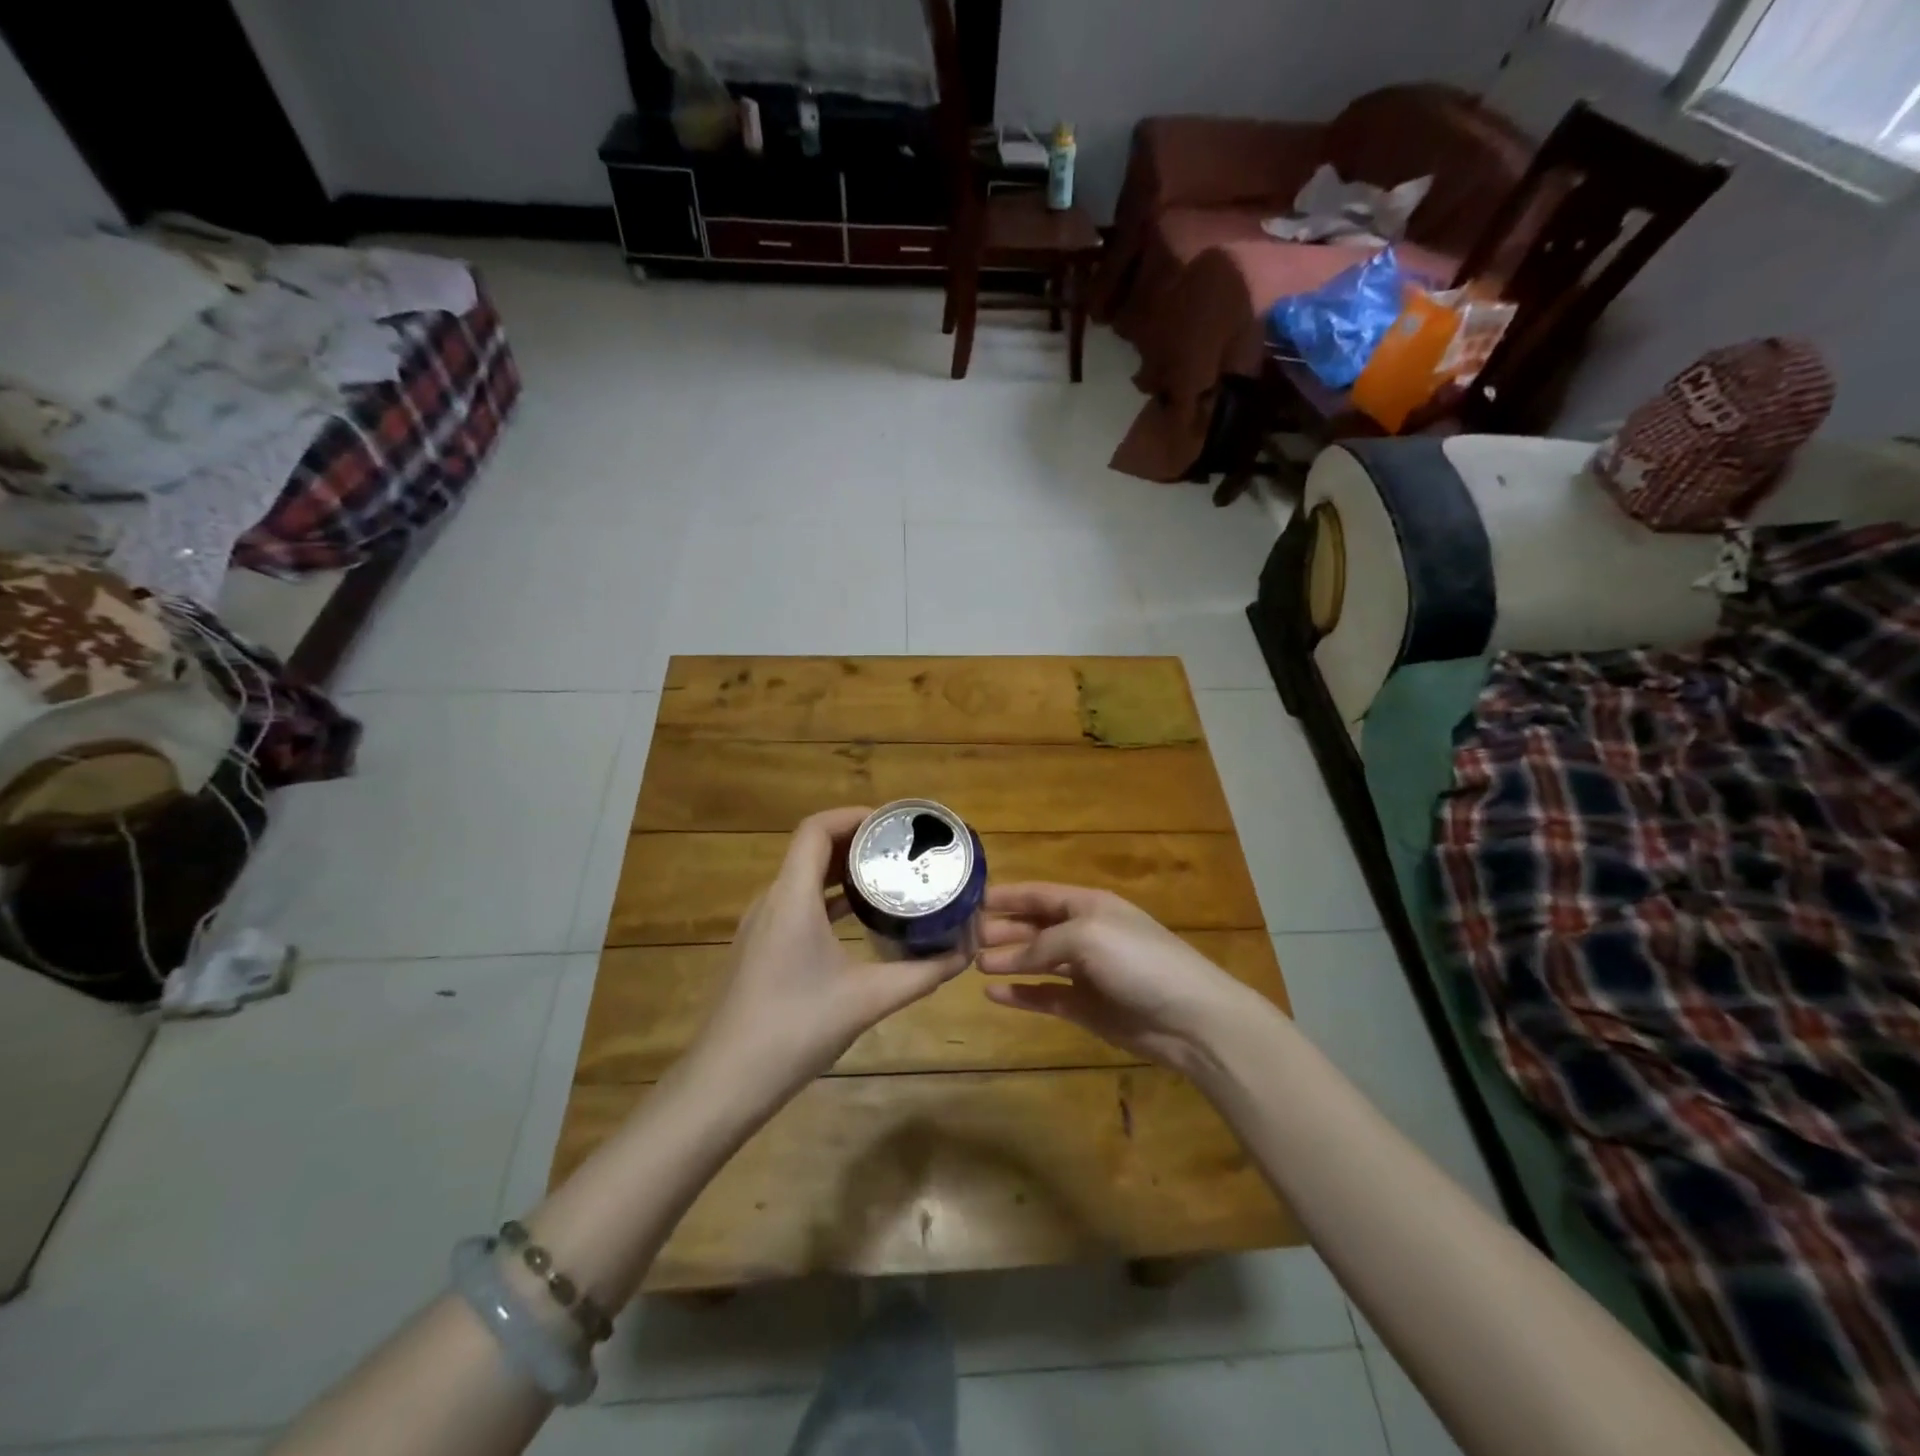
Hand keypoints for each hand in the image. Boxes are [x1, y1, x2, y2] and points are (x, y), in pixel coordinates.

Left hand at [688, 807, 969, 1100]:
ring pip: (803, 877)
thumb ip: (920, 974)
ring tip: (886, 876)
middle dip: (856, 842)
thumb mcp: (868, 1000)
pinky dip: (827, 899)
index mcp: (792, 897)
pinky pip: (796, 904)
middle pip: (812, 848)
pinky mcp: (759, 949)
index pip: (817, 829)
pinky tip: (858, 919)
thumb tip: (963, 955)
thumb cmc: (796, 1029)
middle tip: (901, 850)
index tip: (894, 825)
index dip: (854, 816)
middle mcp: (772, 900)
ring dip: (841, 871)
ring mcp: (760, 925)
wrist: (725, 1082)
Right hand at [976, 883, 1268, 1076]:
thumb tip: (1003, 959)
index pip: (1039, 894)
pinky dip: (1021, 994)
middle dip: (1002, 929)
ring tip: (974, 964)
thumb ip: (1041, 943)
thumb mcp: (1087, 937)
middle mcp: (1084, 934)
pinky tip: (994, 994)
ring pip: (1037, 962)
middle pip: (1034, 926)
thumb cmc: (1139, 961)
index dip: (1007, 896)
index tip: (970, 900)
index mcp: (1089, 906)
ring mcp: (1085, 972)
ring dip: (1008, 961)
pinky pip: (1045, 996)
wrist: (1190, 1017)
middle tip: (965, 937)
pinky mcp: (1086, 1007)